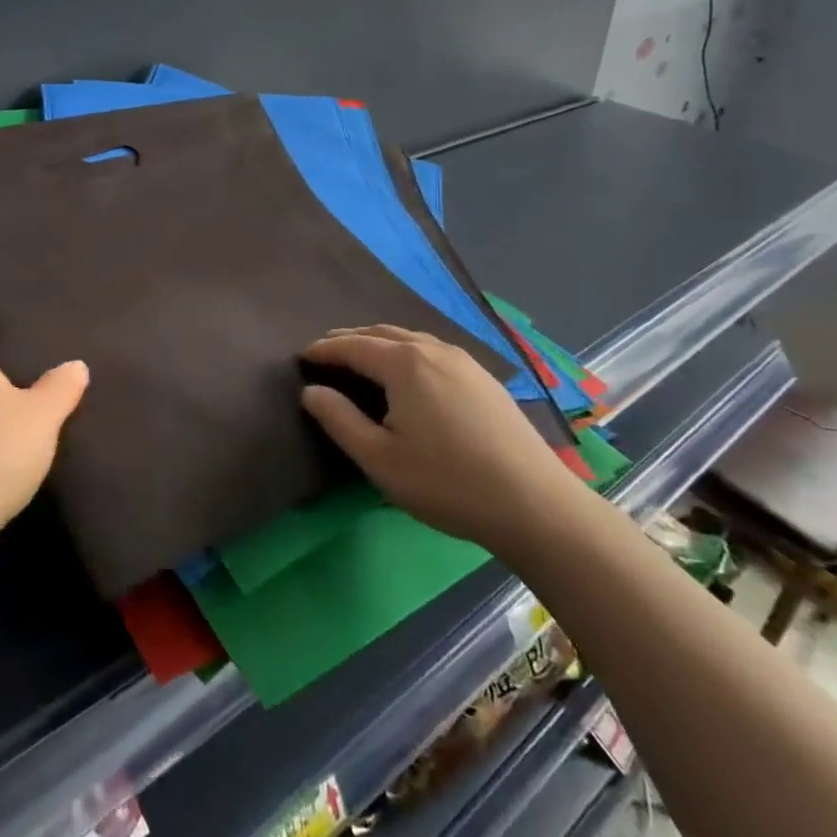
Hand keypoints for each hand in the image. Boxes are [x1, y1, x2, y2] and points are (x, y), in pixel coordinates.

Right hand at [300, 325, 586, 560]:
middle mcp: (432, 350)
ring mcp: (463, 360)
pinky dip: (406, 350)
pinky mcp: (484, 377)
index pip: (352, 346)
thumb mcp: (380, 459)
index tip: (301, 356)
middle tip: (325, 351)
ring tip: (361, 357)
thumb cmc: (447, 482)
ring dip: (379, 342)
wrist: (534, 504)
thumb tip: (311, 391)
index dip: (324, 349)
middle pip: (381, 333)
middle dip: (349, 339)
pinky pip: (432, 349)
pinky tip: (409, 371)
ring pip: (410, 338)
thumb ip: (339, 420)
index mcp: (404, 364)